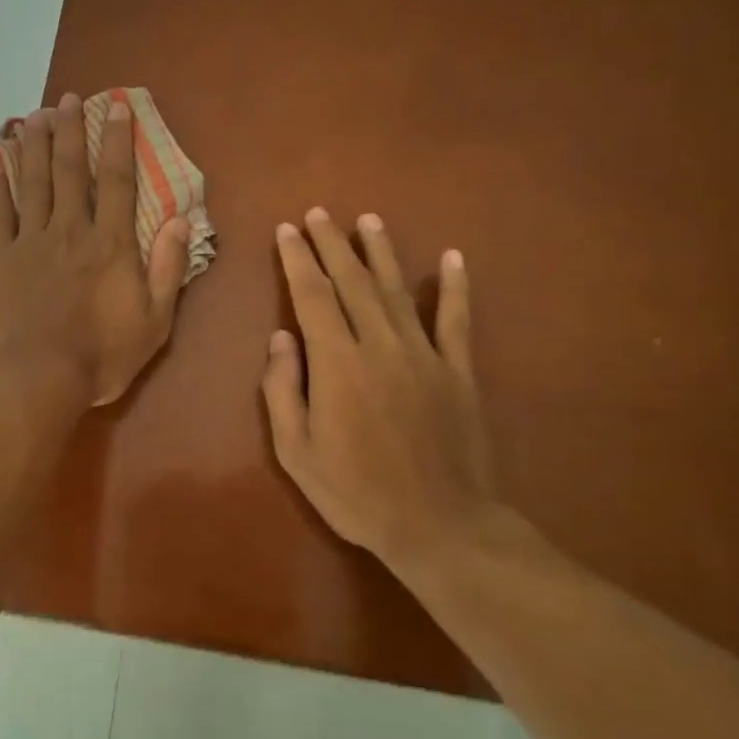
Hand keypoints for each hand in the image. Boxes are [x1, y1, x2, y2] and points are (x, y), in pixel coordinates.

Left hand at [0, 93, 189, 406]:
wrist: (36, 378)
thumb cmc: (101, 356)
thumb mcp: (155, 321)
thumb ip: (169, 268)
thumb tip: (184, 219)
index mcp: (111, 244)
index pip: (118, 181)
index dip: (118, 141)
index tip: (117, 107)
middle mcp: (71, 230)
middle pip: (71, 171)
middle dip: (71, 131)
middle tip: (67, 99)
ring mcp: (31, 241)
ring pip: (33, 182)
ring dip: (35, 145)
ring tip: (35, 115)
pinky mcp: (0, 258)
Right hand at [262, 208, 496, 577]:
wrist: (438, 525)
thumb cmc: (355, 492)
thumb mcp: (296, 452)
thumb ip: (283, 390)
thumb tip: (280, 338)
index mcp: (337, 364)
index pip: (312, 296)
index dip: (298, 260)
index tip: (287, 230)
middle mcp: (380, 346)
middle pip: (352, 282)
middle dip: (331, 244)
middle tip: (318, 214)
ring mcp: (424, 355)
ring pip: (397, 291)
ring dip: (380, 252)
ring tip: (367, 220)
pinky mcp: (458, 371)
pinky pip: (456, 320)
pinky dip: (455, 288)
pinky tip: (453, 259)